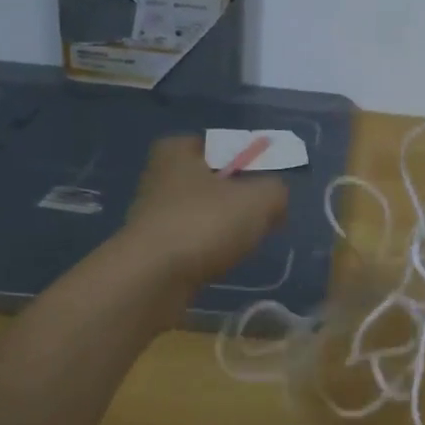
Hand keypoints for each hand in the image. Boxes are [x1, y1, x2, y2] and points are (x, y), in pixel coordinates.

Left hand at [120, 136, 288, 289]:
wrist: (150, 280)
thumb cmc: (205, 223)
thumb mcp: (260, 199)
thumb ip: (275, 191)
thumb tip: (274, 199)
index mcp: (176, 152)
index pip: (215, 144)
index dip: (241, 157)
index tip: (261, 177)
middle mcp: (157, 178)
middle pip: (207, 181)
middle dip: (231, 195)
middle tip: (257, 210)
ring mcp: (149, 217)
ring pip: (197, 214)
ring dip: (218, 226)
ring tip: (242, 242)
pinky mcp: (149, 253)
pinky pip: (188, 244)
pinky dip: (205, 252)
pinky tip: (220, 263)